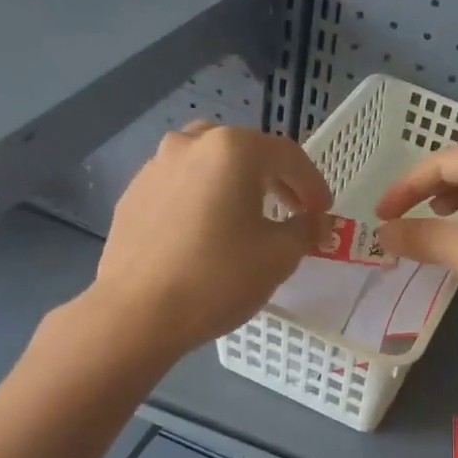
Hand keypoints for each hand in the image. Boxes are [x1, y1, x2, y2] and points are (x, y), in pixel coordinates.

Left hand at [93, 123, 332, 353]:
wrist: (137, 313)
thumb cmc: (218, 278)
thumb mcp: (278, 257)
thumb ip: (306, 230)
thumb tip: (319, 222)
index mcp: (233, 150)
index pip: (288, 156)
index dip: (313, 184)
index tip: (324, 211)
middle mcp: (191, 144)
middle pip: (246, 153)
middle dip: (275, 180)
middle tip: (292, 210)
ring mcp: (155, 166)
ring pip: (209, 166)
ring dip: (236, 185)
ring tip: (248, 219)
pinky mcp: (134, 194)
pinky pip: (181, 186)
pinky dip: (203, 199)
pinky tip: (207, 233)